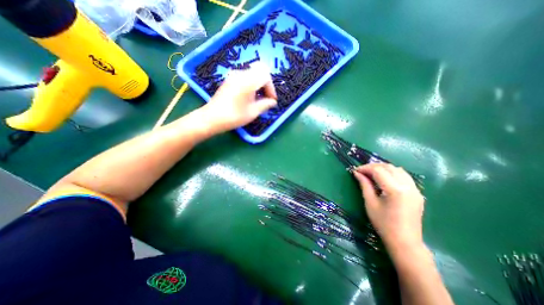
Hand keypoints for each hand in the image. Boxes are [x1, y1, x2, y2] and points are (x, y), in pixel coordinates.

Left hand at [203, 62, 277, 132]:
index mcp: (248, 81)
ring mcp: (234, 75)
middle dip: (266, 84)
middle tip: (266, 97)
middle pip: (260, 71)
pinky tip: (249, 97)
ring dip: (258, 84)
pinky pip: (245, 77)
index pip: (266, 76)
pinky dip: (251, 84)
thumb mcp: (253, 112)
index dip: (271, 88)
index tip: (271, 100)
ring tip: (258, 99)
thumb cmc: (234, 116)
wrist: (212, 118)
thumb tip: (272, 102)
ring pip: (252, 73)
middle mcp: (241, 74)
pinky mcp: (229, 80)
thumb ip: (265, 104)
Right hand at [353, 165, 424, 254]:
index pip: (378, 170)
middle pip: (389, 167)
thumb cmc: (383, 224)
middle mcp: (408, 186)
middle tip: (362, 171)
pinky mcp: (417, 193)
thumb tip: (356, 173)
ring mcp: (415, 189)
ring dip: (383, 168)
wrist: (404, 242)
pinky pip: (405, 176)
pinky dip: (393, 173)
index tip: (355, 170)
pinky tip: (385, 179)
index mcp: (395, 190)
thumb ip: (364, 185)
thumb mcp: (370, 203)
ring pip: (398, 169)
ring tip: (372, 173)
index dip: (365, 168)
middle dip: (373, 166)